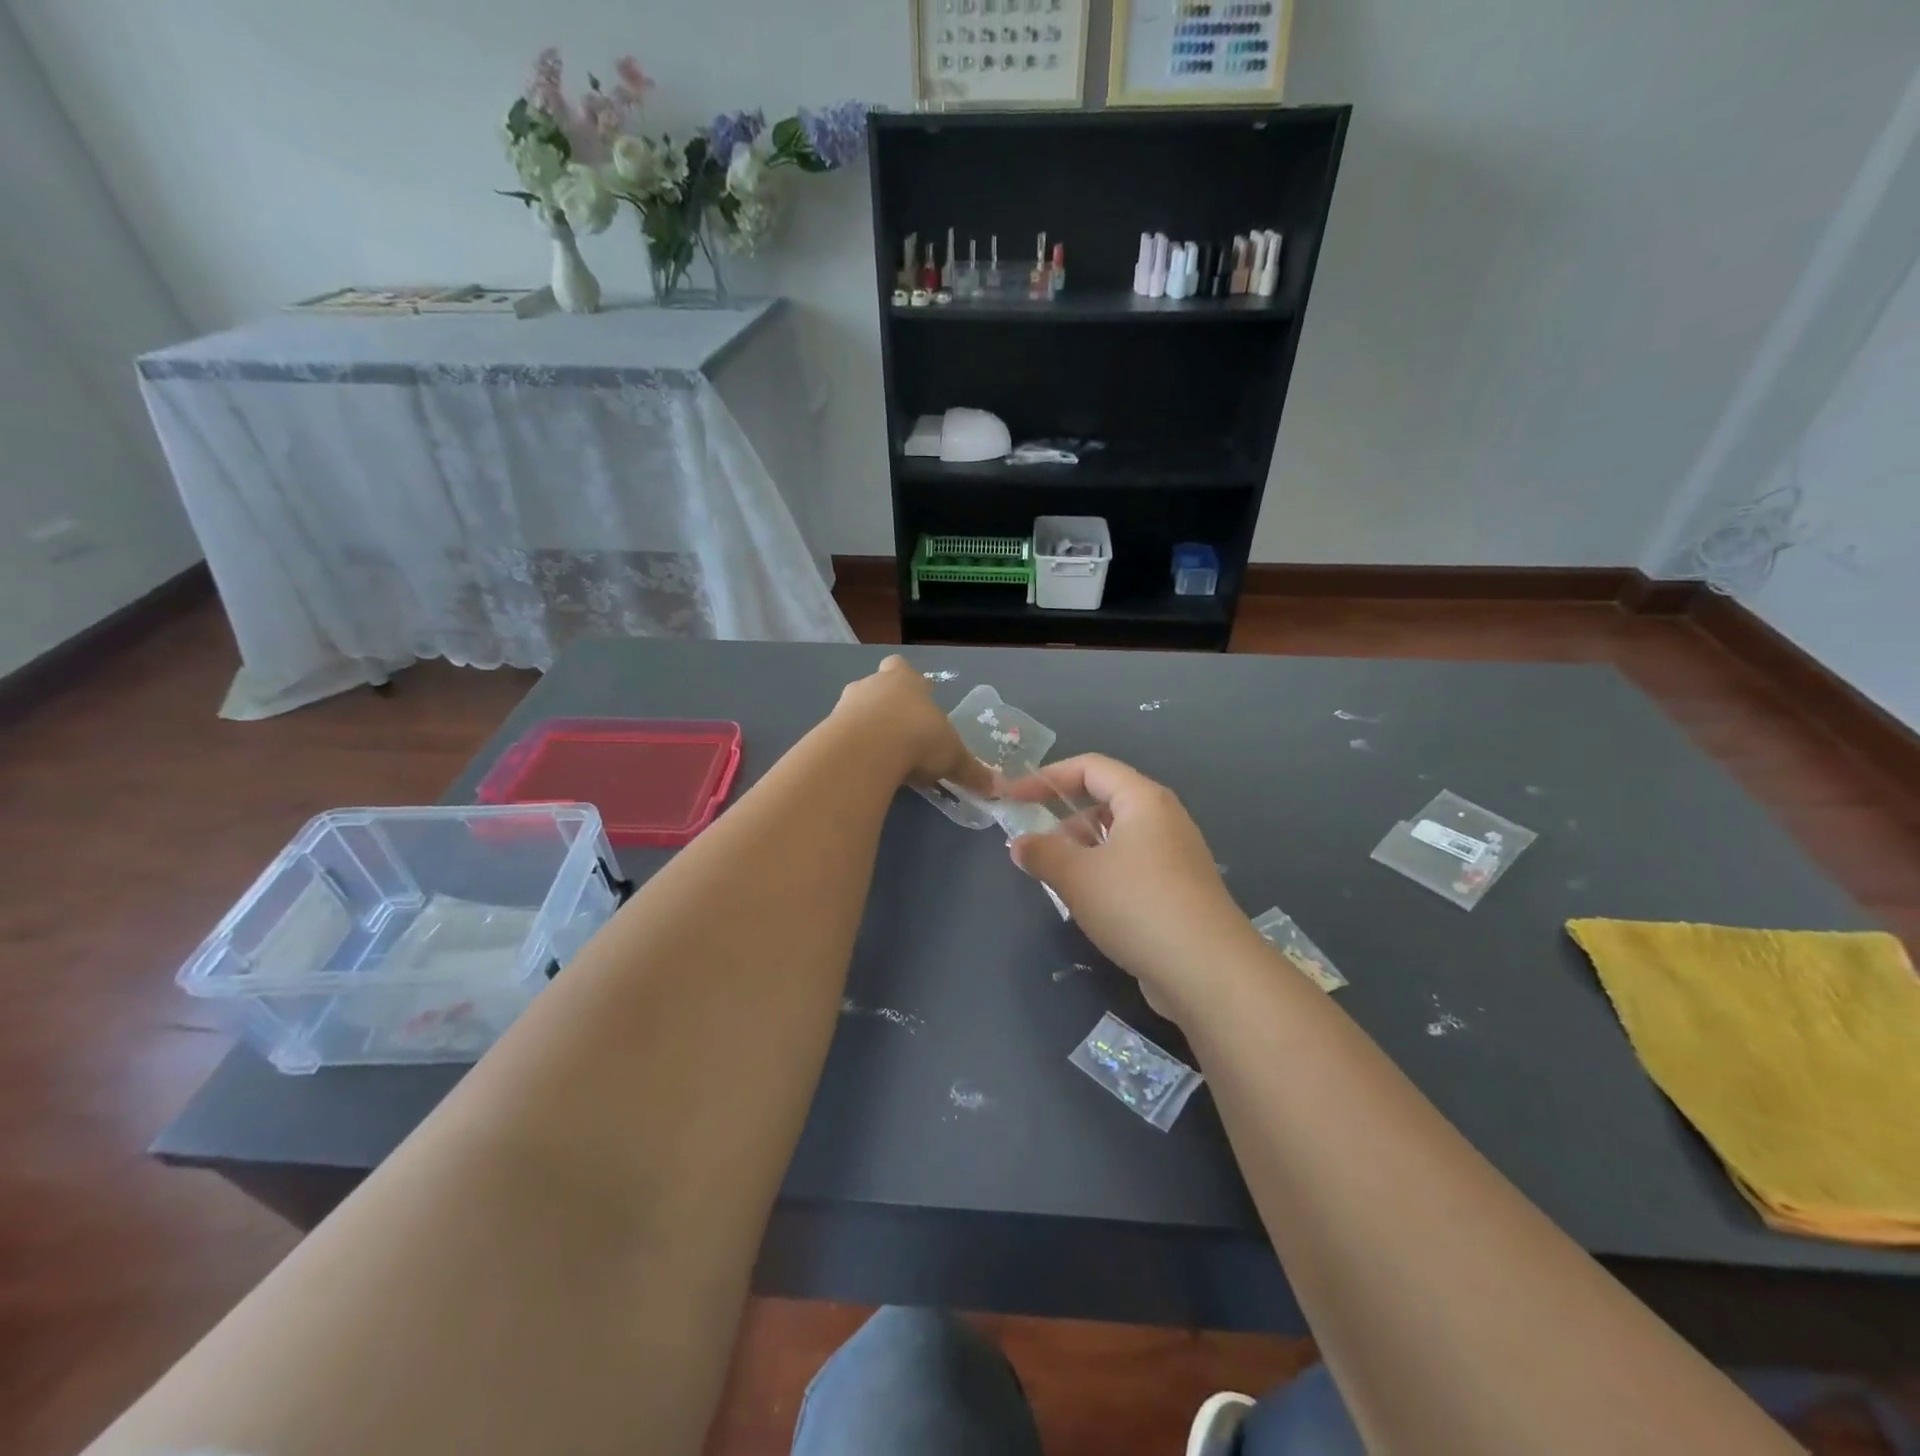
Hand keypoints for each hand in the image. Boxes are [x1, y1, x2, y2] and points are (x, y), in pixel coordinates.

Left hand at [832, 656, 993, 796]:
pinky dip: (851, 749)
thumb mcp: (953, 756)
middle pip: (876, 687)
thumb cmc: (919, 738)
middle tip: (900, 733)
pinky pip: (840, 735)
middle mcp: (873, 685)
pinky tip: (862, 769)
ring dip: (866, 728)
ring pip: (855, 710)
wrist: (868, 749)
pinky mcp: (827, 728)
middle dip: (886, 706)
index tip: (916, 704)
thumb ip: (970, 771)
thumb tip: (994, 789)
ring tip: (881, 757)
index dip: (908, 683)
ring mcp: (845, 704)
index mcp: (905, 680)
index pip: (902, 668)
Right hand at [1008, 754, 1255, 1016]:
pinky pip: (1131, 866)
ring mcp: (1175, 856)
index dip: (1046, 777)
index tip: (1012, 797)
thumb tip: (1019, 843)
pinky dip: (1103, 873)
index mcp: (1143, 799)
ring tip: (1054, 877)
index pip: (1089, 767)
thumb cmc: (1137, 904)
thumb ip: (1042, 853)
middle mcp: (1163, 819)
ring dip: (1081, 850)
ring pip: (1117, 837)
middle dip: (1063, 818)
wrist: (1207, 970)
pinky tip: (1087, 902)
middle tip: (1032, 845)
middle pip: (1105, 801)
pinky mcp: (1179, 890)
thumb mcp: (1077, 875)